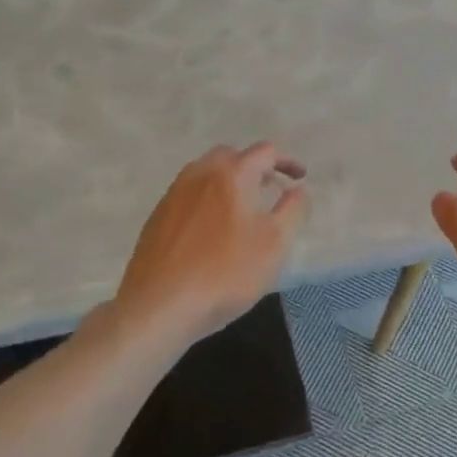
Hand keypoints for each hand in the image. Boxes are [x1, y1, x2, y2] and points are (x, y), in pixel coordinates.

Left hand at [115, 142, 308, 344]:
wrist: (160, 305)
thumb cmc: (227, 272)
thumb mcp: (276, 243)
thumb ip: (293, 209)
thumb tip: (297, 190)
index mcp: (232, 174)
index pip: (265, 152)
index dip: (287, 162)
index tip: (300, 178)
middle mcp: (200, 174)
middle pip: (231, 156)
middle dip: (254, 167)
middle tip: (270, 190)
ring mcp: (174, 194)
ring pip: (206, 174)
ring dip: (229, 183)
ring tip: (242, 210)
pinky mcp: (157, 217)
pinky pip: (189, 195)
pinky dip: (208, 200)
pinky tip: (212, 231)